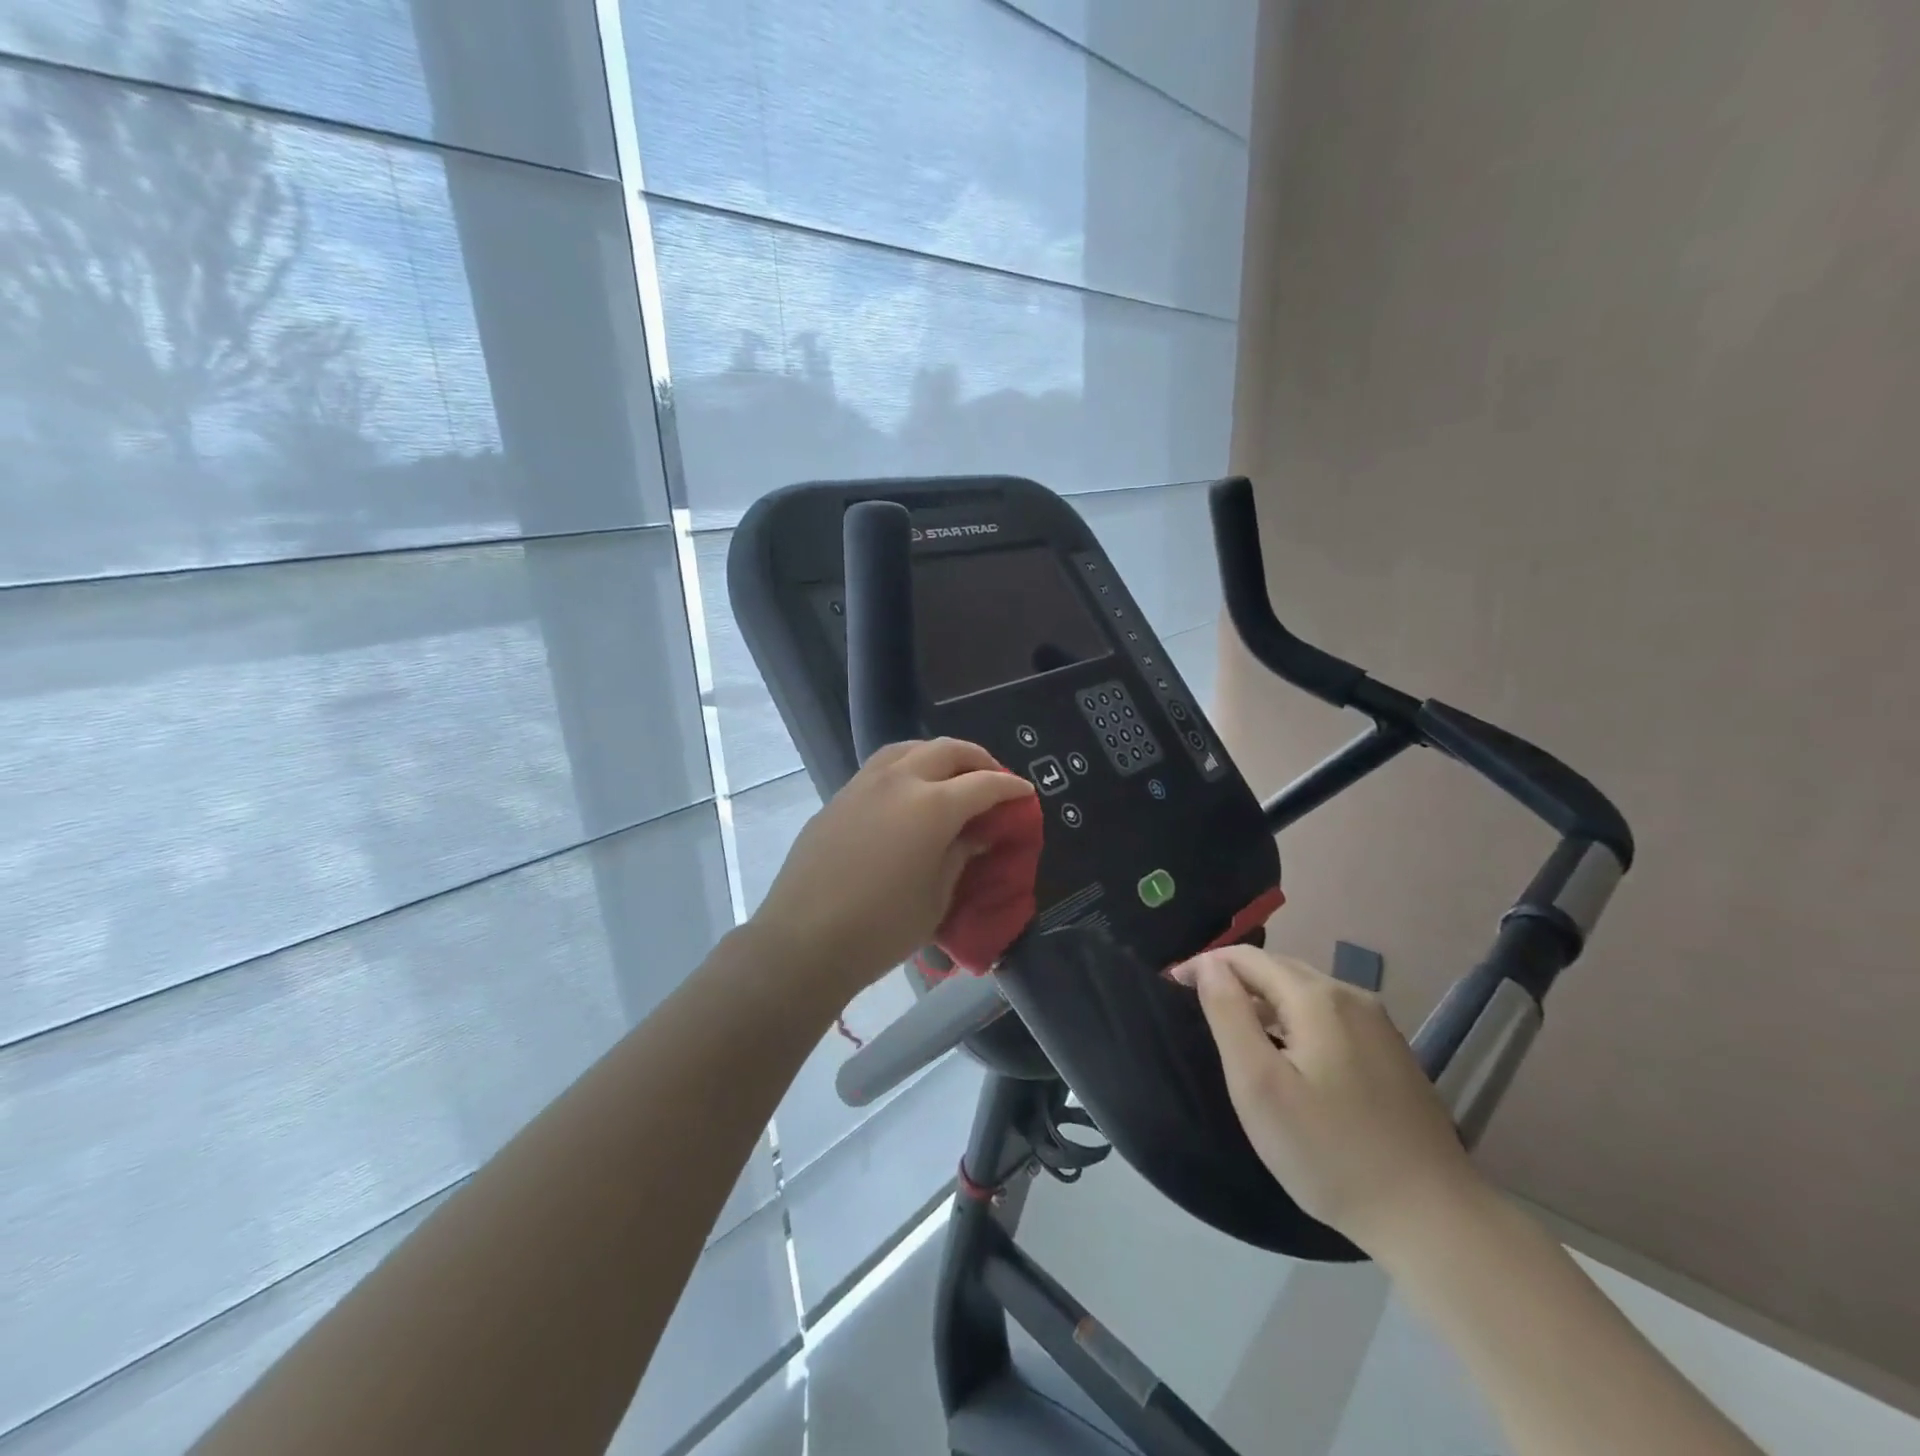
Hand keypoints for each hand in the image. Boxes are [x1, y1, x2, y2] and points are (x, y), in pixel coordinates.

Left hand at [751, 739, 1035, 1001]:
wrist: (804, 941)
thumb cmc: (882, 929)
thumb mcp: (937, 897)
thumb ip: (961, 855)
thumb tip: (977, 834)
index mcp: (932, 807)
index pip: (983, 785)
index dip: (1010, 787)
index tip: (1025, 793)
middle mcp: (898, 782)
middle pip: (947, 751)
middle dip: (977, 759)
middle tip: (993, 777)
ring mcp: (863, 785)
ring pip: (909, 749)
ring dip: (938, 755)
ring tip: (951, 774)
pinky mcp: (839, 798)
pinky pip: (881, 767)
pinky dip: (906, 767)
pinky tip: (909, 792)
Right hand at [1173, 945, 1485, 1257]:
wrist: (1433, 1218)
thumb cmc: (1330, 1152)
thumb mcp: (1259, 1085)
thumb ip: (1229, 1015)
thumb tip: (1208, 965)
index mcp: (1317, 998)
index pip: (1247, 958)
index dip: (1206, 964)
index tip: (1173, 986)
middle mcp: (1351, 997)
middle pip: (1279, 968)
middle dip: (1235, 977)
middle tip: (1199, 1004)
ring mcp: (1379, 1025)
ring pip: (1306, 991)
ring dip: (1265, 997)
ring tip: (1237, 1026)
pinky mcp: (1393, 1053)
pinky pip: (1330, 1015)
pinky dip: (1296, 1018)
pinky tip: (1289, 1052)